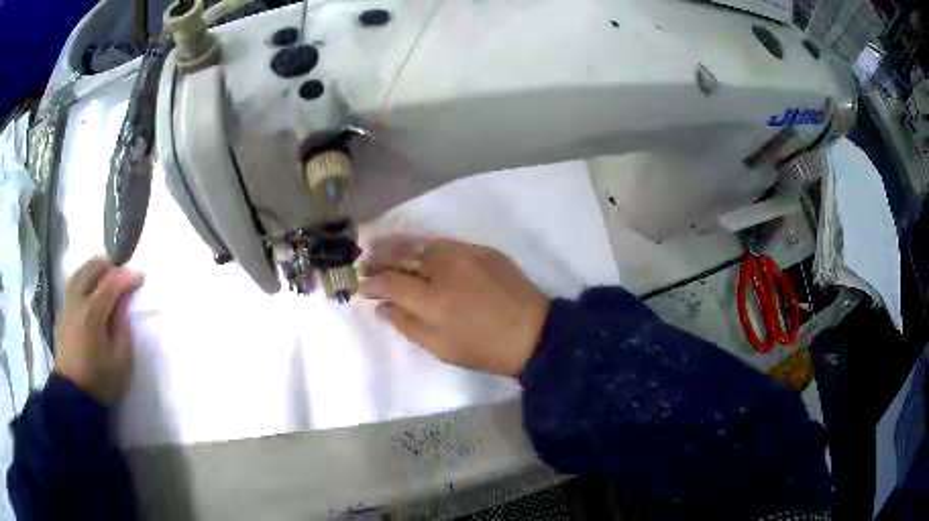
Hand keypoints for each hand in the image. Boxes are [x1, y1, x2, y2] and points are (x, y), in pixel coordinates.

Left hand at [54, 258, 143, 405]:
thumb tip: (123, 301)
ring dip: (96, 267)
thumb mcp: (121, 360)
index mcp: (92, 313)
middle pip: (94, 269)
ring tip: (108, 272)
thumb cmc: (101, 381)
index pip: (112, 282)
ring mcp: (67, 303)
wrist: (74, 395)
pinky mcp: (62, 309)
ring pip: (81, 270)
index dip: (128, 276)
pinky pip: (73, 281)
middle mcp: (77, 300)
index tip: (141, 278)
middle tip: (125, 276)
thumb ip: (122, 325)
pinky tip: (90, 282)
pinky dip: (84, 274)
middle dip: (112, 267)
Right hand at [360, 235, 549, 376]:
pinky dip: (423, 243)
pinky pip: (444, 242)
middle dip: (378, 257)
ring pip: (422, 243)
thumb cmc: (485, 349)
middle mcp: (445, 270)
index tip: (361, 285)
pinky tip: (414, 247)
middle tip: (363, 260)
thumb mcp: (441, 348)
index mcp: (433, 301)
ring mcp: (465, 255)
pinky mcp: (481, 250)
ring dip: (396, 244)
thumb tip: (382, 307)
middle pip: (402, 256)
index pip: (391, 283)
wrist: (533, 332)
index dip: (372, 283)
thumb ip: (407, 325)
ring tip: (379, 245)